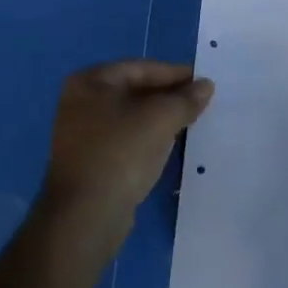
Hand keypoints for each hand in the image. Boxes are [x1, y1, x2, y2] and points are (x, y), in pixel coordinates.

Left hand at [41, 60, 214, 254]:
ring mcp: (82, 134)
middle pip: (136, 91)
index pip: (142, 68)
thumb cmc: (121, 154)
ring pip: (132, 117)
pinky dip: (148, 139)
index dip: (176, 74)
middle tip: (201, 103)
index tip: (204, 82)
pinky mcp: (90, 162)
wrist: (86, 219)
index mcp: (91, 81)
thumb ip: (186, 99)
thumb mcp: (161, 119)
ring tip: (192, 123)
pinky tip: (170, 146)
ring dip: (161, 119)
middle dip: (169, 97)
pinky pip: (126, 140)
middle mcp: (82, 102)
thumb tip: (206, 85)